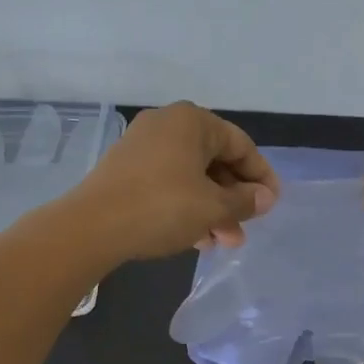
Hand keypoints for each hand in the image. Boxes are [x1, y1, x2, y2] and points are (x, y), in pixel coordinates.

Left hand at [70, 102, 279, 263]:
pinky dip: (187, 206)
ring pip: (192, 176)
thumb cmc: (162, 207)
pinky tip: (196, 238)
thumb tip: (265, 197)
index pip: (241, 145)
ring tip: (223, 242)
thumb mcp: (213, 207)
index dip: (261, 176)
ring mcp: (143, 146)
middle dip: (234, 199)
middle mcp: (168, 125)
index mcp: (192, 121)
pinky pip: (169, 184)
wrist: (92, 227)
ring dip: (213, 208)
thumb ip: (245, 200)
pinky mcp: (126, 169)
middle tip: (246, 228)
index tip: (272, 204)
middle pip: (215, 161)